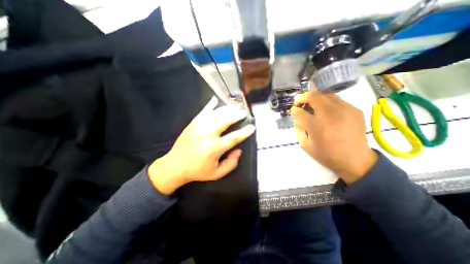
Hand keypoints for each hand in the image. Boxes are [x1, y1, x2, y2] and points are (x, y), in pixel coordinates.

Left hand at [149, 96, 255, 193]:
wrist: (175, 165)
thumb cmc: (197, 171)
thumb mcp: (217, 173)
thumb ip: (231, 163)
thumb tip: (238, 150)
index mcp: (214, 148)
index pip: (233, 137)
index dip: (244, 132)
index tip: (252, 127)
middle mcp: (207, 134)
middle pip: (225, 120)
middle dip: (236, 115)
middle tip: (243, 113)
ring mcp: (199, 126)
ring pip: (216, 113)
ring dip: (227, 109)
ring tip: (235, 107)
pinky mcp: (193, 123)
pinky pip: (203, 111)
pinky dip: (210, 104)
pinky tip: (215, 100)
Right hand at [290, 90, 376, 184]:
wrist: (355, 160)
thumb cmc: (326, 154)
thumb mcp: (305, 145)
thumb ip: (298, 129)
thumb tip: (298, 117)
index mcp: (317, 126)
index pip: (299, 112)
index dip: (294, 110)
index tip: (293, 111)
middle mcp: (331, 114)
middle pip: (312, 96)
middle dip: (302, 97)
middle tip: (299, 103)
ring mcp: (345, 110)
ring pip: (325, 94)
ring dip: (315, 98)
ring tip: (312, 105)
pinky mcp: (354, 110)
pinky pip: (337, 100)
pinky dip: (327, 102)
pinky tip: (326, 111)